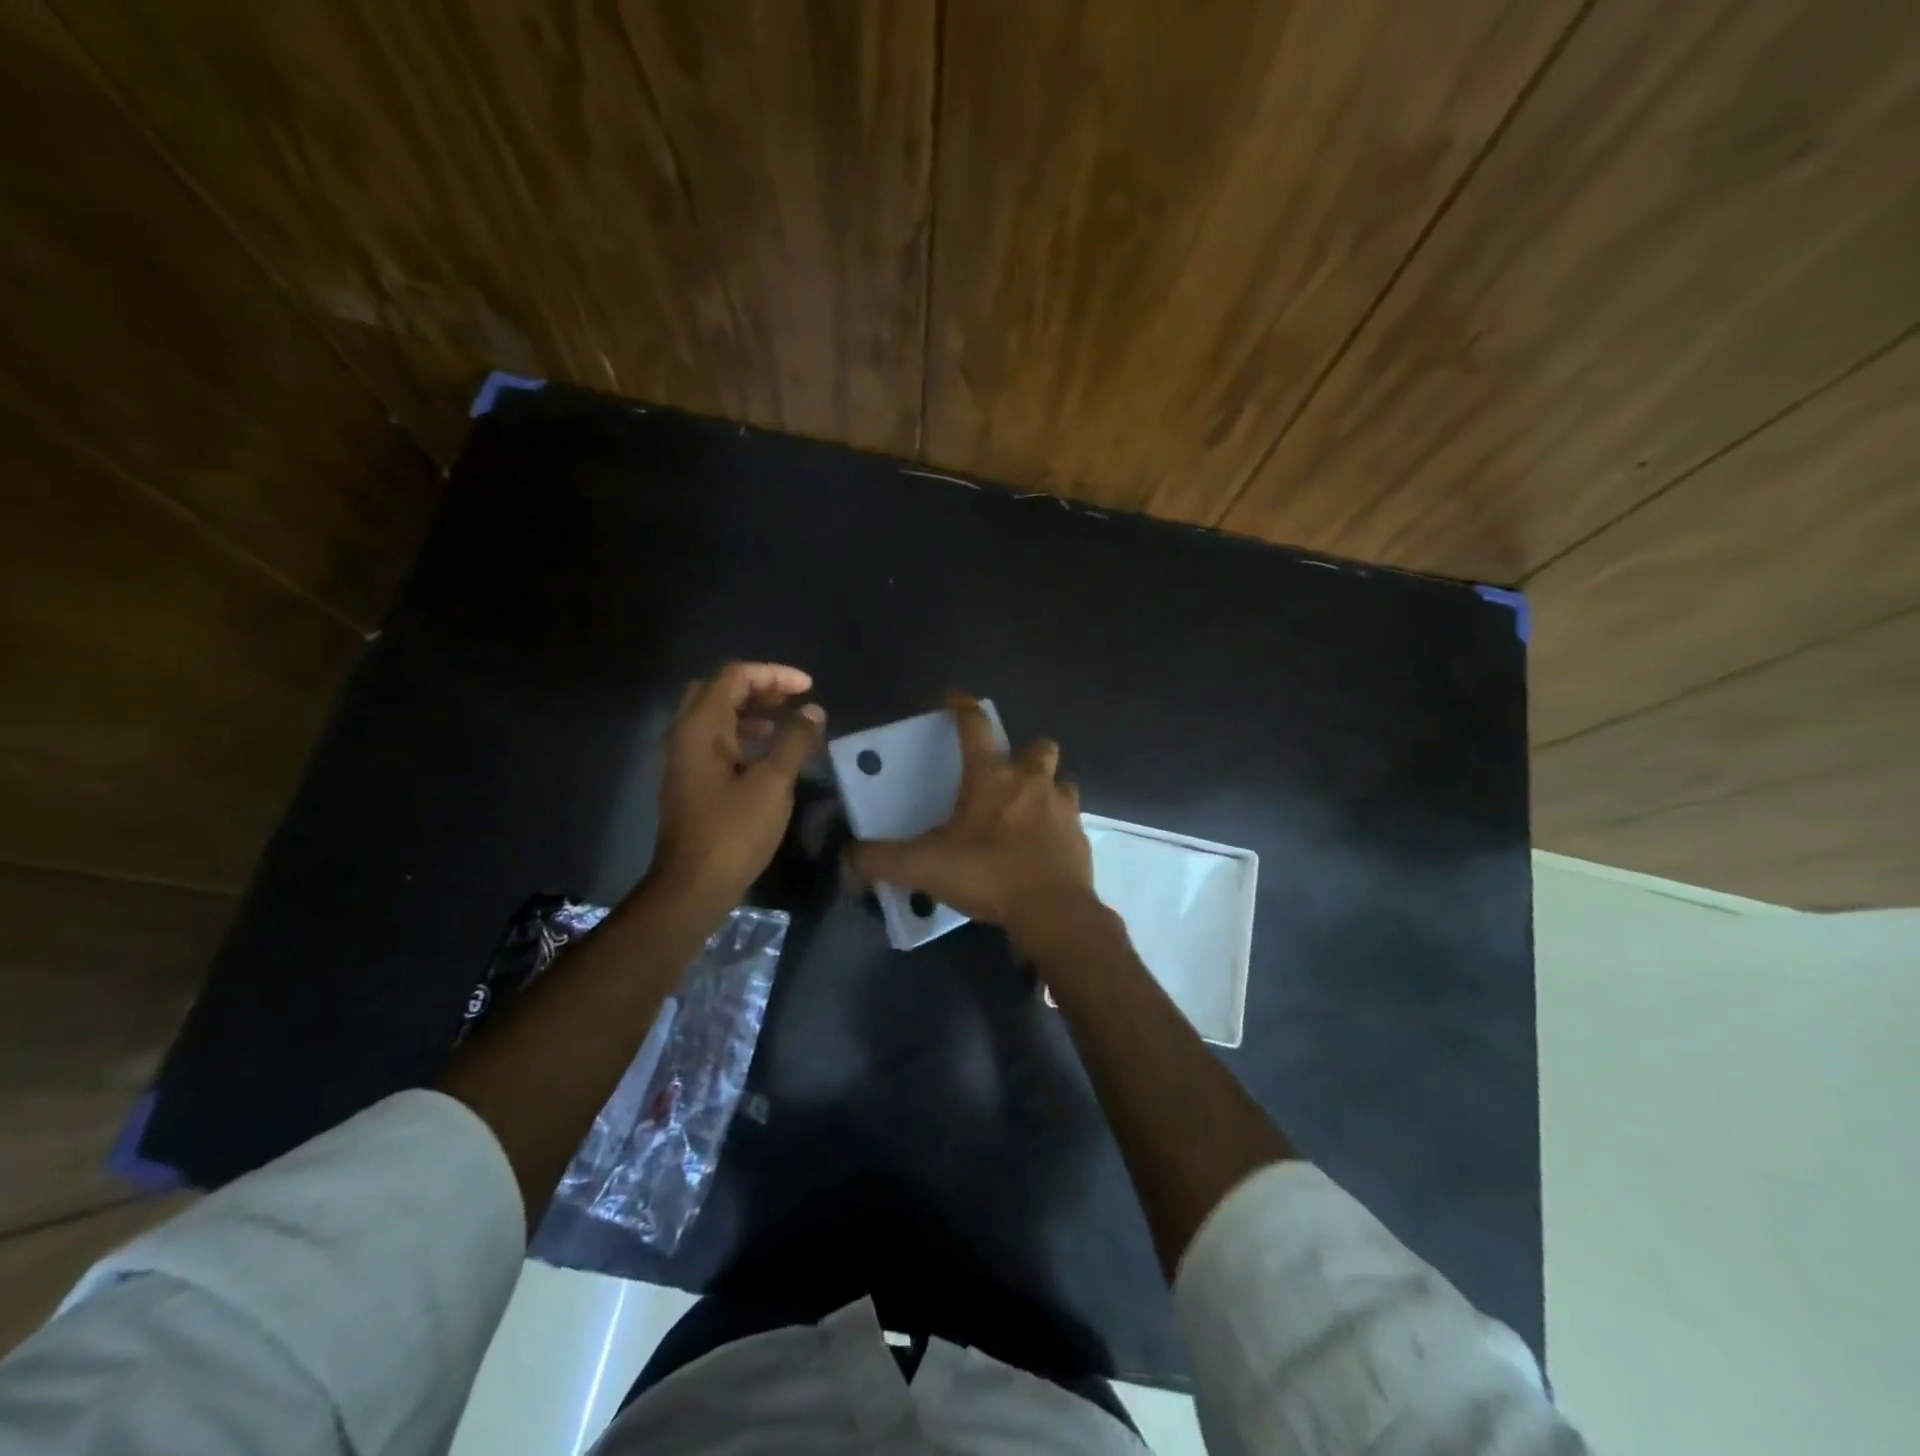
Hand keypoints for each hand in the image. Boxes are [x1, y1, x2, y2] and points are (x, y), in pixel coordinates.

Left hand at [652, 662, 824, 905]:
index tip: (808, 688)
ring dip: (750, 711)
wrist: (693, 885)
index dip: (774, 674)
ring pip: (715, 716)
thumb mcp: (773, 782)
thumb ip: (795, 740)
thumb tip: (813, 711)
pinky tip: (767, 753)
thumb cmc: (734, 831)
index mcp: (701, 727)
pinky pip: (714, 740)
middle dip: (758, 687)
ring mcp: (683, 759)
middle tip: (792, 699)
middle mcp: (685, 735)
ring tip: (786, 722)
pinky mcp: (689, 781)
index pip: (735, 676)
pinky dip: (742, 734)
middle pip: (719, 690)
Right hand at [852, 694, 1096, 942]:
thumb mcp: (923, 867)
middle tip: (1004, 774)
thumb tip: (848, 855)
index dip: (962, 706)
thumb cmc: (987, 873)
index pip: (975, 725)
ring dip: (1045, 786)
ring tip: (1026, 809)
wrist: (1052, 911)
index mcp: (992, 776)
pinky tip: (1040, 845)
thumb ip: (881, 859)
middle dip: (1022, 751)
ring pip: (1060, 779)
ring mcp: (1063, 807)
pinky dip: (1057, 824)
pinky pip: (1070, 818)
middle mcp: (1031, 781)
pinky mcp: (1081, 836)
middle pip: (1037, 746)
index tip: (952, 698)